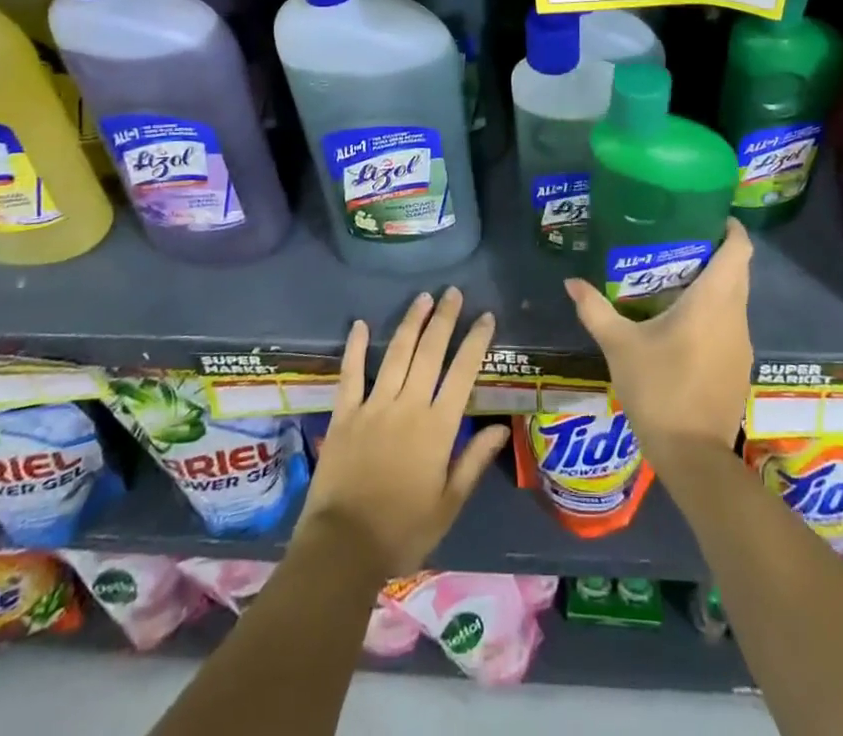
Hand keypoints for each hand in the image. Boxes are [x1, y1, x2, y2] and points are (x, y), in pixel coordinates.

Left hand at [292, 288, 510, 579]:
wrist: (342, 549)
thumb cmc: (402, 531)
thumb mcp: (448, 505)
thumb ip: (474, 461)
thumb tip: (500, 426)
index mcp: (437, 428)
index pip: (463, 373)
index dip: (475, 342)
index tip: (485, 316)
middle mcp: (408, 406)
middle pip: (430, 352)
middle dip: (444, 319)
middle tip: (453, 292)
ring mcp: (374, 406)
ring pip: (397, 354)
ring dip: (411, 323)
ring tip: (423, 297)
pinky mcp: (344, 414)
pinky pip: (351, 374)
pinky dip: (356, 348)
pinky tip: (361, 324)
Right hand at [564, 218, 752, 466]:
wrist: (693, 456)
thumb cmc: (658, 389)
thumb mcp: (619, 346)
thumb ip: (595, 309)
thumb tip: (571, 281)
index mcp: (714, 301)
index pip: (739, 250)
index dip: (731, 228)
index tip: (709, 216)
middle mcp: (736, 316)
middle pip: (739, 271)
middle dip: (718, 252)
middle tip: (681, 242)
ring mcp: (743, 343)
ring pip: (737, 299)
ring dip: (717, 284)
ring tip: (678, 278)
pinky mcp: (740, 367)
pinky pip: (732, 324)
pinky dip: (716, 312)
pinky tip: (686, 323)